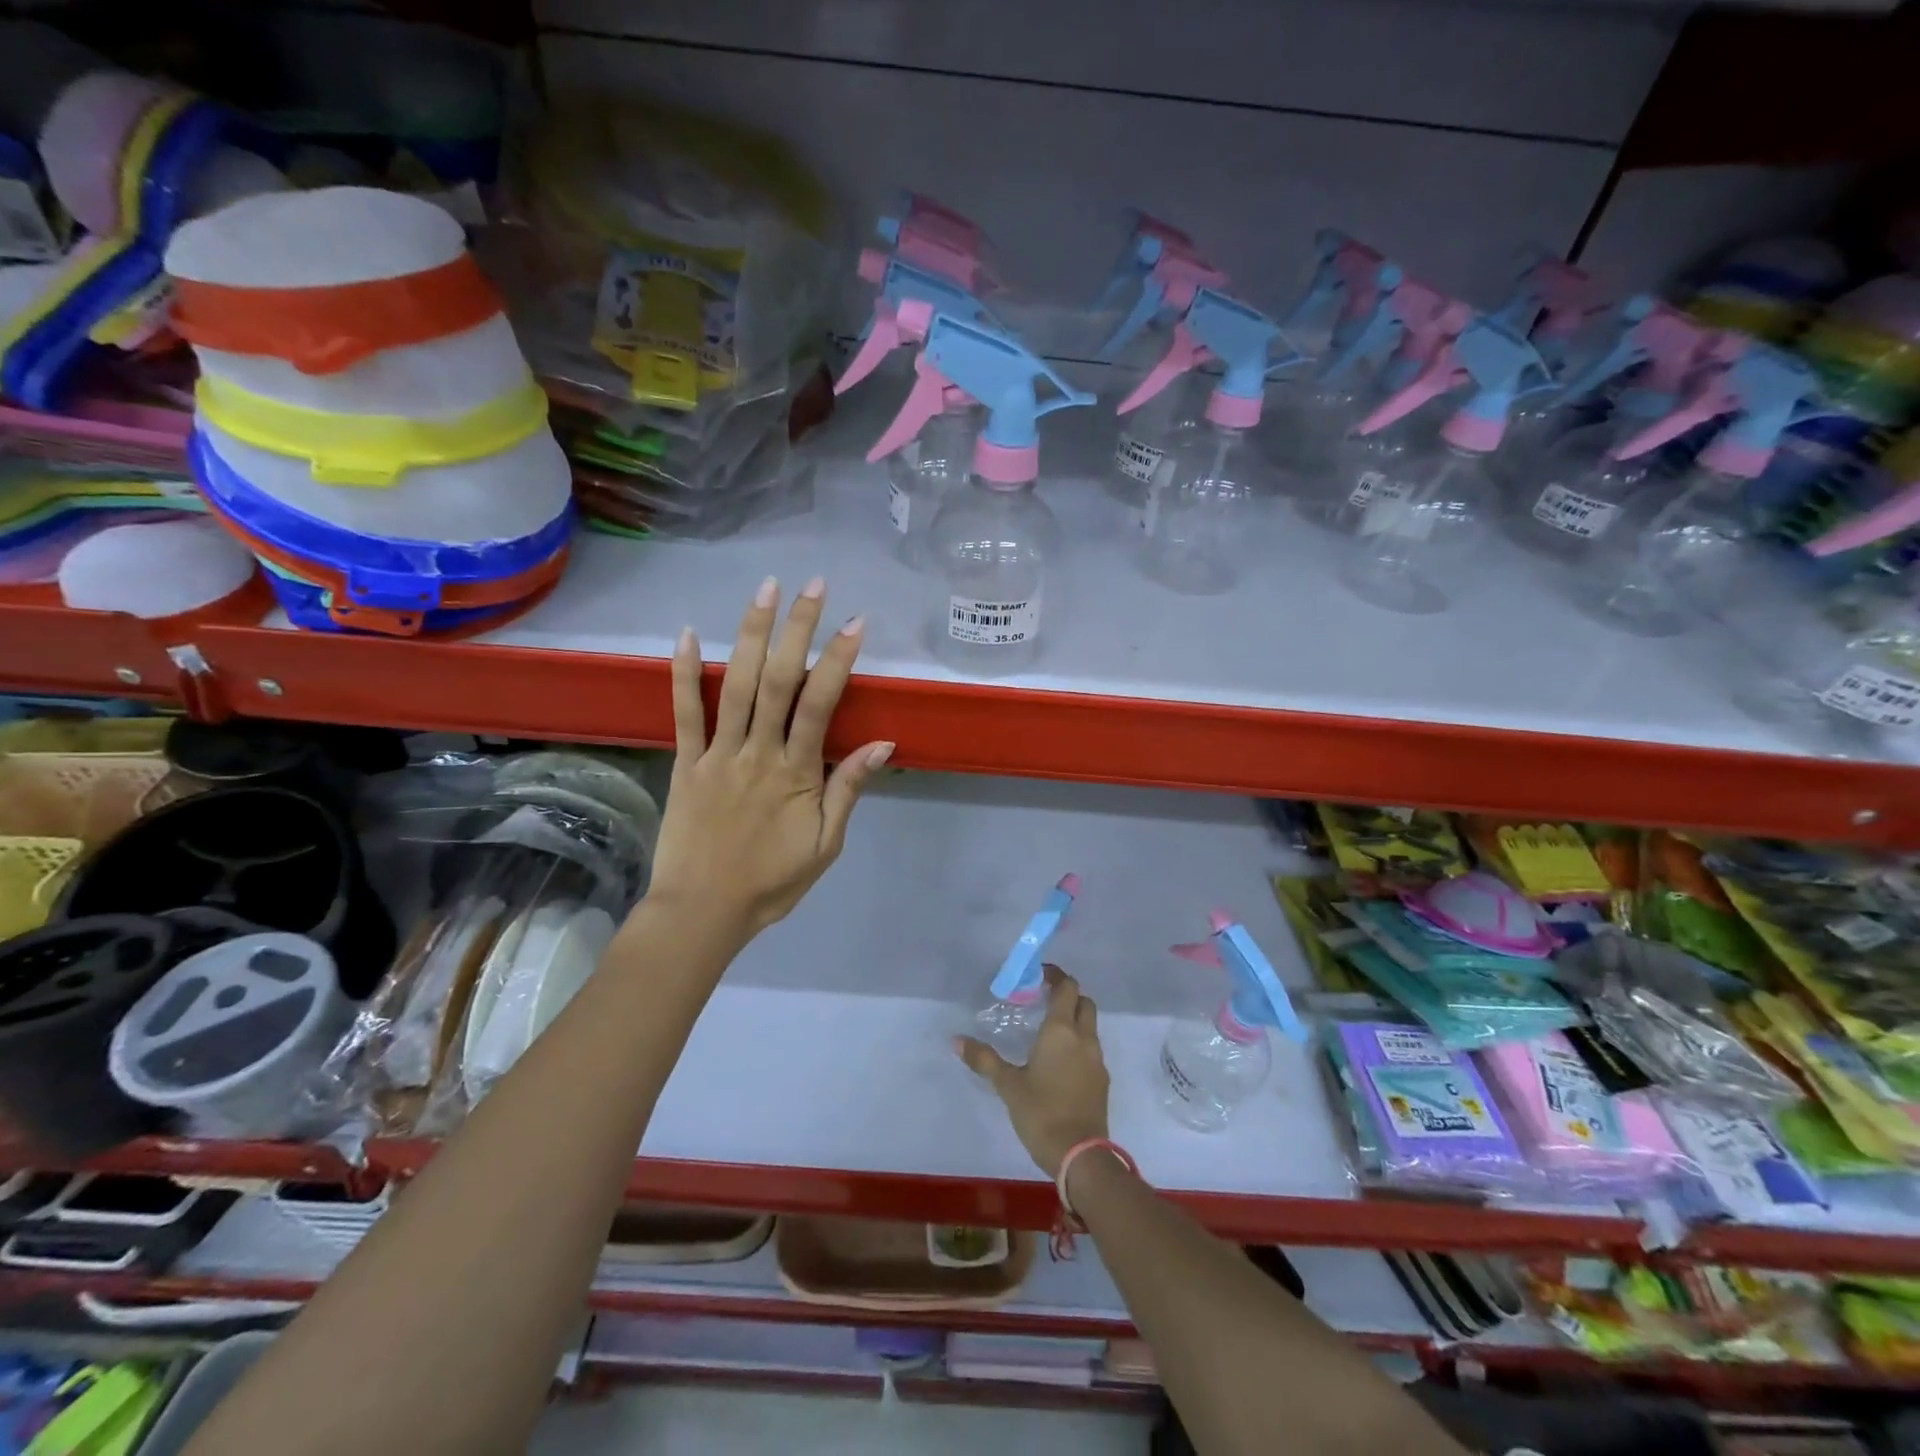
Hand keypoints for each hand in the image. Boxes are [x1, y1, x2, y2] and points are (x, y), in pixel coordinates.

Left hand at [647, 576, 892, 939]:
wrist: (703, 912)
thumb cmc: (771, 882)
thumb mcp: (826, 845)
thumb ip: (848, 790)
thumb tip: (883, 745)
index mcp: (795, 773)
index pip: (820, 704)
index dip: (838, 660)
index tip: (855, 623)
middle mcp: (757, 753)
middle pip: (778, 680)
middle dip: (797, 629)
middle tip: (813, 586)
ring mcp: (717, 754)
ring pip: (734, 685)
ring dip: (750, 633)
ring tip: (765, 590)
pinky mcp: (685, 763)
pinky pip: (684, 713)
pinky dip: (683, 672)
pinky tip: (685, 633)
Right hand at [956, 965, 1110, 1176]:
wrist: (1081, 1155)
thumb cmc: (1041, 1112)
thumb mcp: (1008, 1085)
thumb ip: (984, 1059)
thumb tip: (956, 1040)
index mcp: (1061, 1030)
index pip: (1066, 987)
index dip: (1055, 976)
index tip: (1039, 975)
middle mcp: (1083, 1038)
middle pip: (1083, 1002)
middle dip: (1067, 995)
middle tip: (1043, 999)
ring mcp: (1096, 1059)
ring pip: (1089, 1026)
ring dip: (1074, 1019)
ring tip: (1048, 1030)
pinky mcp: (1101, 1080)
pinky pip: (1091, 1049)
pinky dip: (1078, 1043)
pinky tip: (1059, 1061)